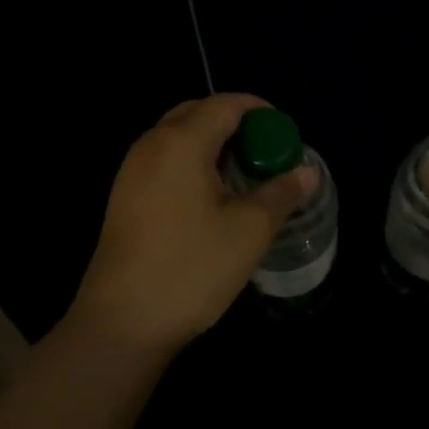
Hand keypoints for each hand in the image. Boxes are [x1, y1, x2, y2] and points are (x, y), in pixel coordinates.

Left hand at [72, 94, 315, 350]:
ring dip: (213, 144)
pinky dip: (193, 162)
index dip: (260, 111)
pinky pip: (165, 160)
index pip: (225, 104)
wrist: (121, 324)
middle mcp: (152, 145)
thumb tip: (307, 172)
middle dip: (235, 124)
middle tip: (265, 153)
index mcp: (181, 142)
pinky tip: (212, 197)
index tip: (285, 135)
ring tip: (244, 175)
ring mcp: (132, 171)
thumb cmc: (191, 268)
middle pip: (198, 113)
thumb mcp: (249, 230)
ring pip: (178, 137)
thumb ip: (281, 193)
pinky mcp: (124, 197)